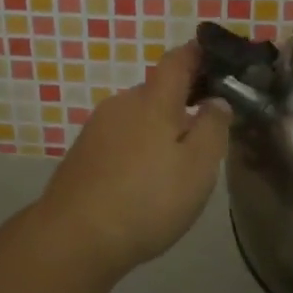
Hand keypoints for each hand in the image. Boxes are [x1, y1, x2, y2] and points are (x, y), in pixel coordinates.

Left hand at [38, 44, 231, 275]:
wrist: (74, 238)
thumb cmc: (147, 199)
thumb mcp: (198, 167)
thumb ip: (213, 127)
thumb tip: (216, 100)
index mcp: (153, 99)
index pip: (178, 59)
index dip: (198, 54)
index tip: (217, 60)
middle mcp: (122, 103)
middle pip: (157, 91)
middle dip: (181, 103)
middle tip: (205, 134)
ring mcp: (97, 127)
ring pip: (138, 116)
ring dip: (158, 130)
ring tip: (175, 166)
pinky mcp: (83, 152)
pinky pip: (120, 138)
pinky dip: (137, 149)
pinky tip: (143, 182)